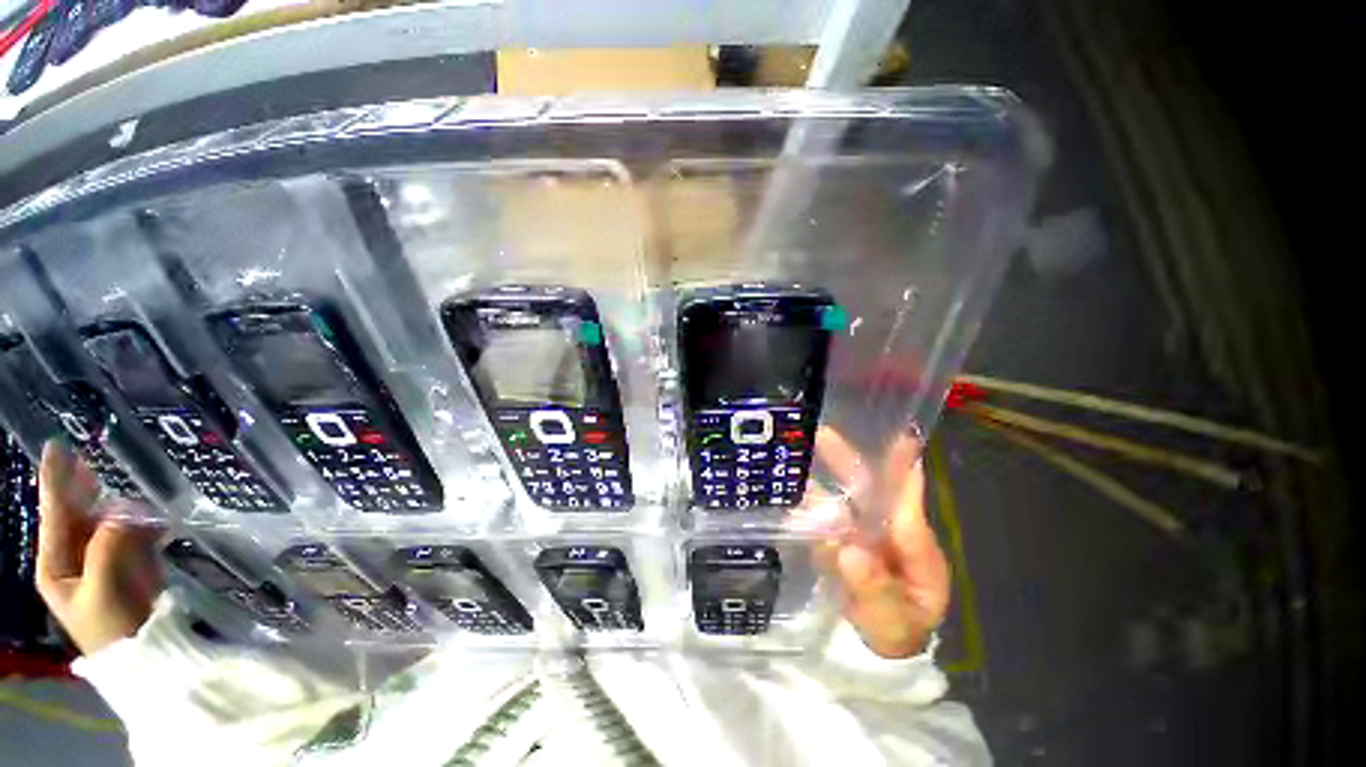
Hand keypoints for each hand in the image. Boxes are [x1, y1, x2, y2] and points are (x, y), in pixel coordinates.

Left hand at [35, 441, 163, 654]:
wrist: (144, 655)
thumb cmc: (112, 626)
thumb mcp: (103, 589)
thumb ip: (107, 547)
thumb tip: (122, 510)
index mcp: (56, 565)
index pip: (54, 515)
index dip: (55, 482)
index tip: (57, 448)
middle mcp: (74, 558)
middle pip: (77, 515)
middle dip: (84, 490)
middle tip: (89, 460)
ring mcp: (102, 562)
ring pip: (107, 523)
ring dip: (119, 508)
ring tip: (133, 499)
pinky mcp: (128, 565)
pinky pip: (132, 535)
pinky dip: (144, 525)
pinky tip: (156, 521)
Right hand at [815, 428, 950, 658]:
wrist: (878, 644)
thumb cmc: (895, 632)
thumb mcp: (891, 623)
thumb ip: (874, 591)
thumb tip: (849, 552)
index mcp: (915, 550)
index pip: (908, 507)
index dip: (902, 473)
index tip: (901, 439)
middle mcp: (890, 531)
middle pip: (873, 490)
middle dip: (849, 461)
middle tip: (824, 434)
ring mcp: (865, 533)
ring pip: (847, 497)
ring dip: (829, 472)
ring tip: (804, 448)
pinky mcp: (845, 537)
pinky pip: (829, 514)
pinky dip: (813, 497)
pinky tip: (794, 483)